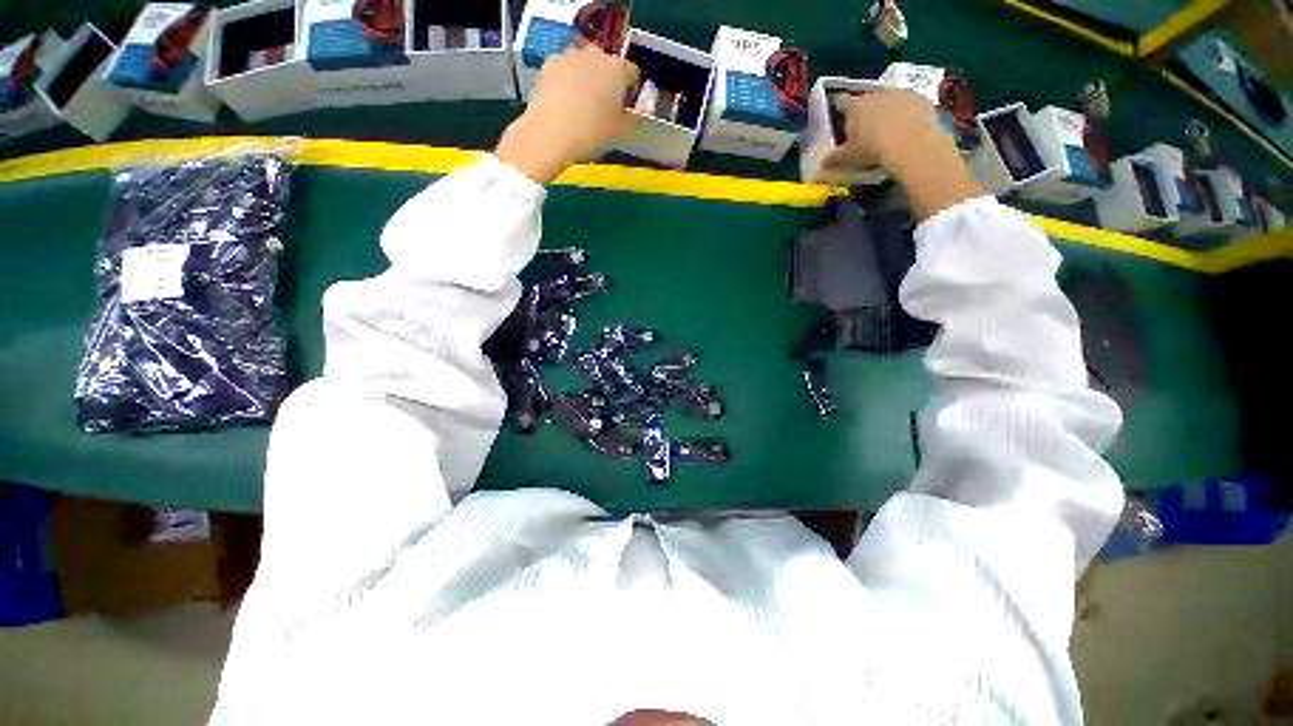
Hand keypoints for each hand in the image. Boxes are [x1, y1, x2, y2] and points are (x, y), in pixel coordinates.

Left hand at [496, 45, 639, 183]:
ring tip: (582, 105)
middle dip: (607, 81)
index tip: (626, 108)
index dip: (631, 91)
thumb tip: (638, 113)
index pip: (633, 73)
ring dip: (587, 79)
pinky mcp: (549, 64)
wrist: (550, 133)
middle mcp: (595, 55)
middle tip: (603, 107)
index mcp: (617, 69)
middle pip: (607, 65)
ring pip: (585, 65)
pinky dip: (568, 81)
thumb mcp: (620, 132)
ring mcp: (570, 55)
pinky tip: (565, 103)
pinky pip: (565, 70)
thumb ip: (634, 119)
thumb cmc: (591, 133)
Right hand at [825, 88, 983, 219]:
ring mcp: (901, 93)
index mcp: (856, 106)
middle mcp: (877, 94)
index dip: (840, 107)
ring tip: (887, 129)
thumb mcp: (848, 157)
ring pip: (889, 100)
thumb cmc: (873, 149)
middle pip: (868, 99)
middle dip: (866, 110)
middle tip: (865, 126)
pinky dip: (906, 114)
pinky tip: (906, 130)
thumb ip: (833, 158)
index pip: (843, 102)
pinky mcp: (921, 99)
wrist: (912, 143)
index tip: (839, 112)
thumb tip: (821, 163)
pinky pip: (910, 105)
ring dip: (887, 110)